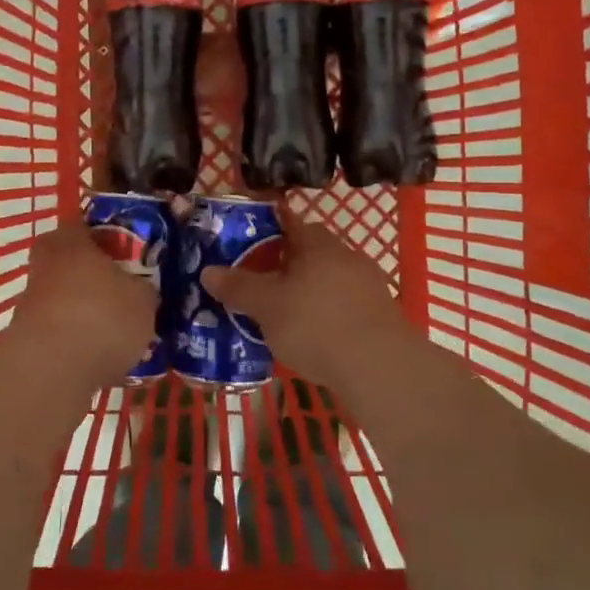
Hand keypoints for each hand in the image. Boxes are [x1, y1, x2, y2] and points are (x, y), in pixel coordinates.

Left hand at [7, 224, 157, 387]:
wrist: (50, 372)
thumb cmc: (101, 316)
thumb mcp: (143, 299)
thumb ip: (142, 288)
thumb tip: (139, 290)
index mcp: (70, 240)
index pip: (89, 226)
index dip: (113, 238)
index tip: (133, 254)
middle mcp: (44, 263)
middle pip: (75, 262)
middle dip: (98, 276)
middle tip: (127, 292)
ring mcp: (30, 300)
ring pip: (67, 296)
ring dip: (87, 310)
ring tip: (119, 332)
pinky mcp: (25, 336)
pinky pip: (61, 329)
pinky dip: (78, 339)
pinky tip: (101, 357)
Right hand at [200, 211, 410, 389]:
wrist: (380, 368)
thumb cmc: (316, 325)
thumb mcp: (266, 307)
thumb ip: (238, 287)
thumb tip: (208, 271)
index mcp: (318, 245)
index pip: (292, 221)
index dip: (269, 226)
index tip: (249, 238)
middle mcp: (346, 256)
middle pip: (311, 251)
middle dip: (287, 262)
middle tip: (260, 281)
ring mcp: (369, 286)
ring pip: (329, 279)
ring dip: (308, 290)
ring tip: (283, 312)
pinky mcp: (381, 316)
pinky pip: (344, 304)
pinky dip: (327, 313)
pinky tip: (314, 336)